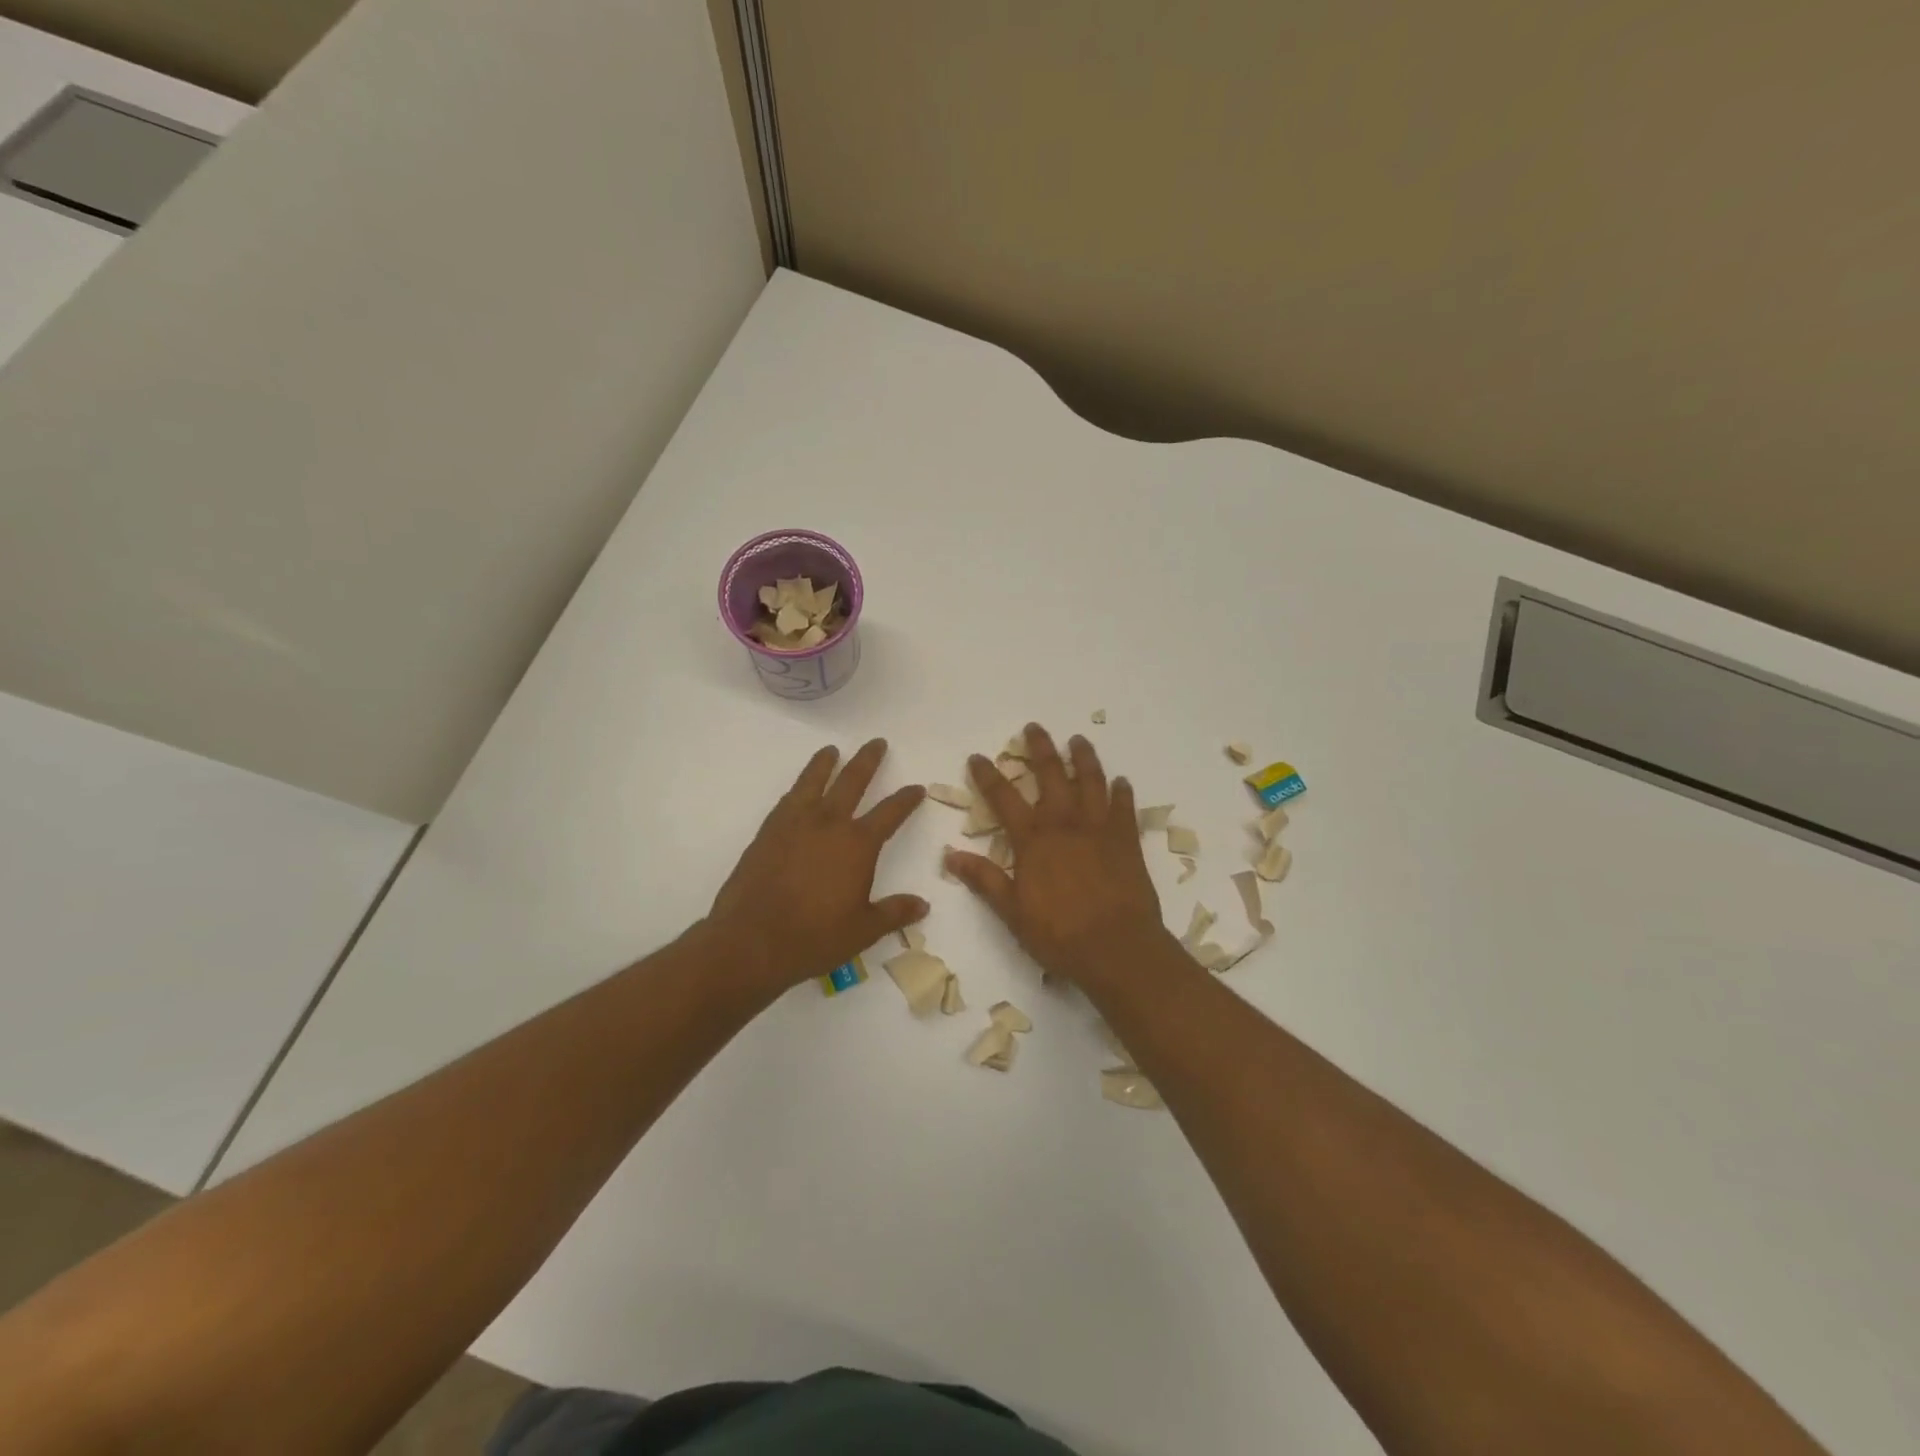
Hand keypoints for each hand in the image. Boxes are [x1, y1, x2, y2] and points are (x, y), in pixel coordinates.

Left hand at [707, 739, 928, 993]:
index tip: (916, 788)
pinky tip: (799, 789)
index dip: (906, 799)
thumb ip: (894, 913)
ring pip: (814, 782)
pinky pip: (788, 800)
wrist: (751, 942)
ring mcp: (794, 824)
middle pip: (852, 781)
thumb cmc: (814, 938)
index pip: (890, 813)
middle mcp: (828, 824)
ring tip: (832, 750)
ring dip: (825, 764)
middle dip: (868, 761)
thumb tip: (922, 905)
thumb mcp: (863, 930)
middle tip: (877, 743)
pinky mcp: (768, 833)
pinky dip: (798, 788)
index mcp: (858, 845)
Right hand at [944, 723, 1166, 990]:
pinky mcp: (1127, 841)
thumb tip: (949, 855)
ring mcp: (1099, 829)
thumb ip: (984, 879)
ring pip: (1091, 782)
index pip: (1003, 799)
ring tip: (1078, 740)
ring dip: (1083, 758)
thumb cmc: (1059, 935)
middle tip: (1034, 727)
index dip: (988, 776)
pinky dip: (1122, 792)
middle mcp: (1065, 824)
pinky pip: (1124, 808)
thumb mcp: (1012, 912)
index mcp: (1033, 840)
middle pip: (1051, 776)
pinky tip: (1121, 781)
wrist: (1117, 948)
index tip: (977, 757)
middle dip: (1040, 749)